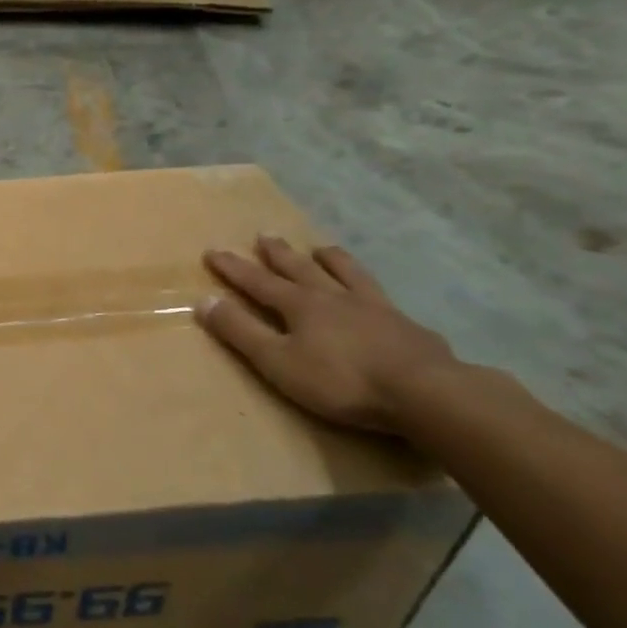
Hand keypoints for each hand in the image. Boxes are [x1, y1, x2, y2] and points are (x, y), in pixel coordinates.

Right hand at [196, 237, 457, 433]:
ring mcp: (373, 307)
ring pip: (345, 273)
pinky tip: (374, 293)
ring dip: (329, 259)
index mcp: (299, 305)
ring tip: (321, 248)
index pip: (258, 281)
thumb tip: (204, 300)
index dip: (233, 268)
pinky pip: (379, 294)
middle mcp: (333, 296)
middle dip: (278, 254)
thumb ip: (241, 332)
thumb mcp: (277, 361)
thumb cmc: (340, 380)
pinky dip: (367, 285)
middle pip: (300, 268)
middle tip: (264, 235)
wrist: (423, 391)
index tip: (213, 251)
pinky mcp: (404, 324)